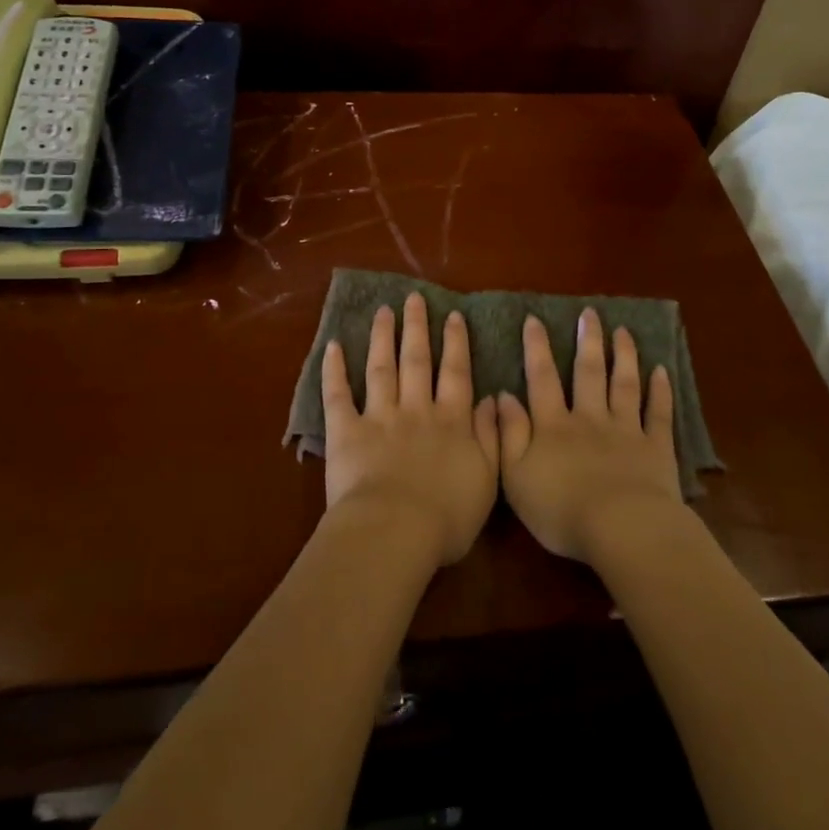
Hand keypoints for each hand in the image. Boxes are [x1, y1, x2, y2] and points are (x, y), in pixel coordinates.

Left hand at [321, 293, 500, 566]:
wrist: (395, 531)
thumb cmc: (447, 517)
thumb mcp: (488, 479)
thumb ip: (492, 435)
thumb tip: (494, 399)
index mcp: (451, 421)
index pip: (456, 373)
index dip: (456, 343)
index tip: (454, 315)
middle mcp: (416, 409)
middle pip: (417, 360)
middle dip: (417, 327)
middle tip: (414, 298)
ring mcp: (380, 416)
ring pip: (381, 367)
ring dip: (383, 337)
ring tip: (384, 311)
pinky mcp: (346, 431)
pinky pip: (338, 394)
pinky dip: (334, 369)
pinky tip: (333, 346)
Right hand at [495, 308, 681, 563]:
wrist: (621, 528)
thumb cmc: (561, 509)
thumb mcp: (516, 476)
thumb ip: (509, 433)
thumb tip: (502, 395)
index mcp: (554, 426)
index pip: (542, 378)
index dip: (537, 348)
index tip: (535, 319)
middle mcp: (589, 418)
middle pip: (588, 373)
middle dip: (588, 341)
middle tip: (590, 313)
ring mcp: (626, 430)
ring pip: (624, 385)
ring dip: (624, 356)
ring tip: (623, 332)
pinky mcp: (656, 448)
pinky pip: (659, 413)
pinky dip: (661, 391)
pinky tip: (663, 371)